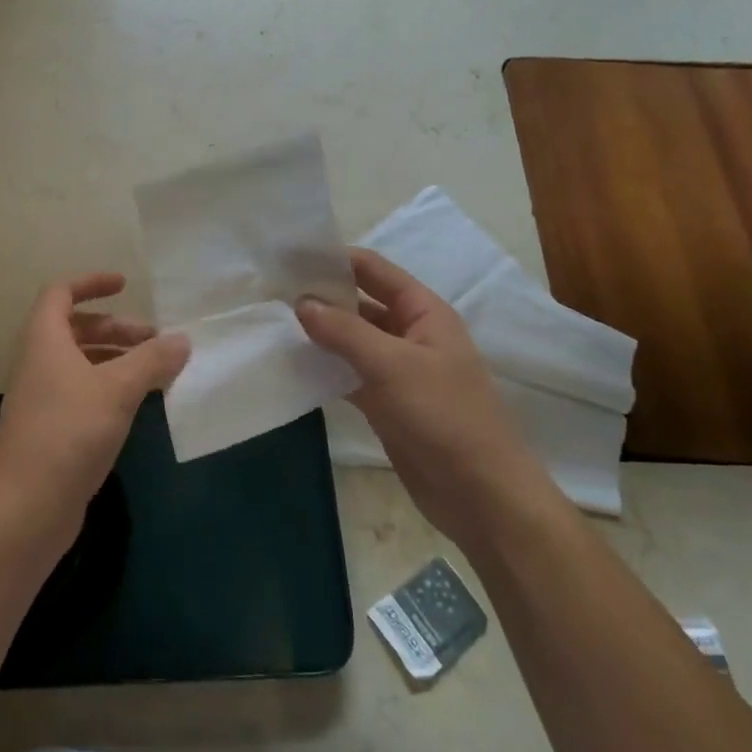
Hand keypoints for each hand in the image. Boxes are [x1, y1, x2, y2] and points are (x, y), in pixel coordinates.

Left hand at [0, 273, 189, 551]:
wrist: (26, 508)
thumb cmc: (69, 433)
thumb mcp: (117, 390)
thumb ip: (151, 361)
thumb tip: (181, 340)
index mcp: (44, 341)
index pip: (60, 293)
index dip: (91, 283)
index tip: (125, 285)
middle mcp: (38, 364)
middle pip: (76, 329)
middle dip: (116, 328)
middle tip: (155, 341)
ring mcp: (41, 399)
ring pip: (81, 364)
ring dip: (116, 360)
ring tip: (157, 373)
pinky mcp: (50, 430)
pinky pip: (82, 393)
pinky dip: (109, 388)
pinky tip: (137, 405)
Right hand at [296, 249, 555, 541]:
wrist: (479, 494)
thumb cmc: (444, 417)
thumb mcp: (393, 365)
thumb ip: (345, 332)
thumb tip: (301, 302)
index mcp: (424, 313)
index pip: (375, 271)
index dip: (337, 259)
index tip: (291, 256)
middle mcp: (411, 335)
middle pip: (361, 304)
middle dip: (322, 296)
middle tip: (272, 291)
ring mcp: (398, 371)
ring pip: (352, 341)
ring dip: (321, 333)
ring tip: (273, 323)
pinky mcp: (386, 404)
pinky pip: (349, 375)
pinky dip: (325, 368)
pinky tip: (292, 365)